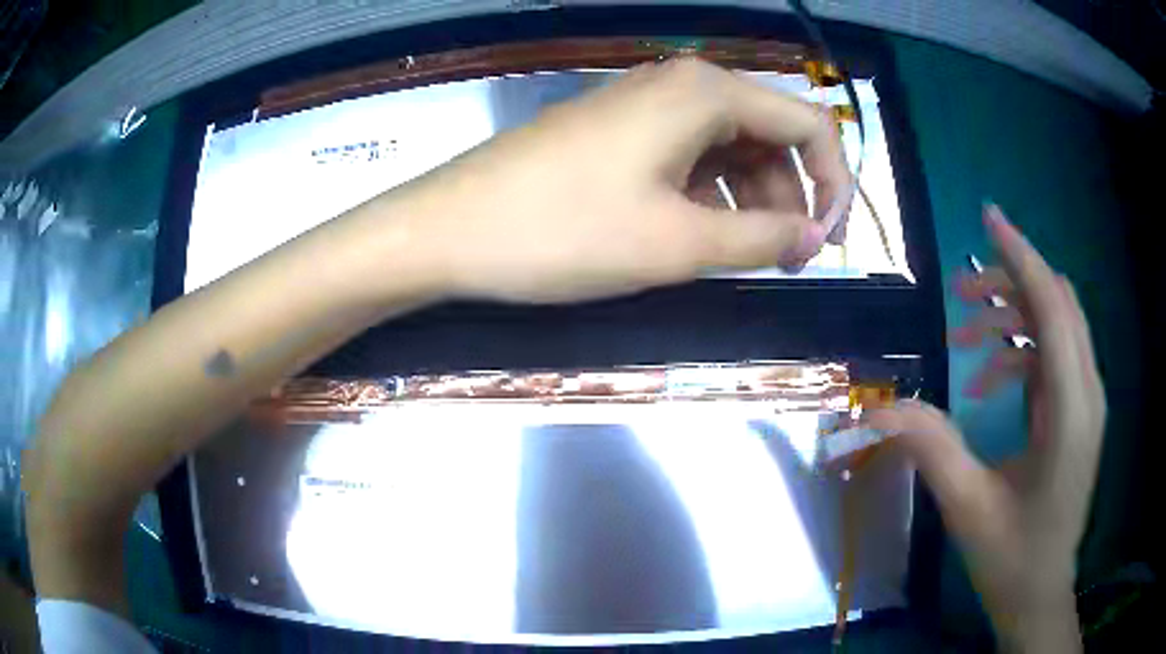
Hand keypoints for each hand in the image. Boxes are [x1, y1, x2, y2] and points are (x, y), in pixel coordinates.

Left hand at [402, 57, 849, 302]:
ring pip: (729, 151)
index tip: (828, 242)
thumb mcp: (678, 241)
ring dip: (749, 203)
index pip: (809, 124)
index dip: (833, 183)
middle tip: (781, 262)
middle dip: (788, 198)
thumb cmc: (563, 230)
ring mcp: (646, 107)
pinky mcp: (619, 133)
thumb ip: (762, 237)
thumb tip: (815, 235)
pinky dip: (708, 198)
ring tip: (737, 258)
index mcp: (708, 92)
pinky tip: (694, 237)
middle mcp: (683, 86)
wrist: (451, 229)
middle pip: (769, 136)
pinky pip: (689, 159)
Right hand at [869, 205, 1104, 650]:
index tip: (988, 217)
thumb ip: (931, 449)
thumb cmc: (1012, 559)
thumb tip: (880, 406)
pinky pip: (1055, 356)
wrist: (1041, 593)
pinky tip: (989, 381)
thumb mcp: (968, 508)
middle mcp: (1088, 394)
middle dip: (1011, 283)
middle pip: (1059, 304)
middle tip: (960, 293)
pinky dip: (1022, 352)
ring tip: (968, 337)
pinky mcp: (1079, 413)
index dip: (1022, 257)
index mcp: (1071, 413)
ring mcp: (1087, 402)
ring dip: (1015, 316)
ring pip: (1059, 325)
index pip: (1054, 308)